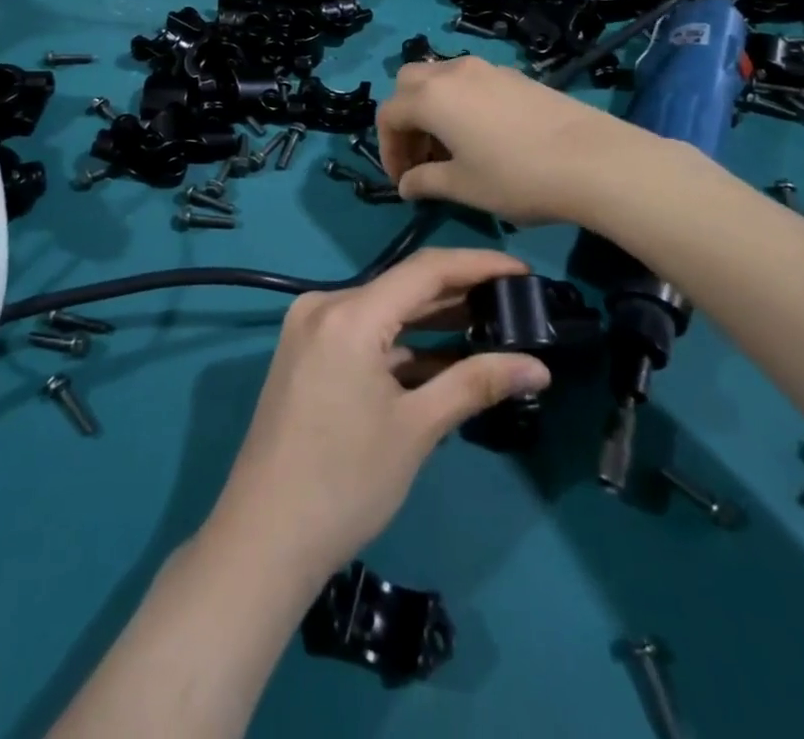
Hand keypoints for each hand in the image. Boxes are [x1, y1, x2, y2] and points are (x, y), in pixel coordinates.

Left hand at [204, 249, 551, 581]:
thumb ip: (476, 384)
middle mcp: (325, 304)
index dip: (478, 265)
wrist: (265, 538)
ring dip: (433, 320)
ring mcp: (312, 327)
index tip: (523, 271)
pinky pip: (365, 333)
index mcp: (349, 313)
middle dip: (460, 293)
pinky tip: (445, 359)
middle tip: (515, 303)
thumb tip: (539, 367)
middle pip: (404, 286)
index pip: (426, 270)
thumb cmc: (346, 482)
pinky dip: (403, 344)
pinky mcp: (308, 351)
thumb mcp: (417, 429)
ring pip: (385, 310)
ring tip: (491, 326)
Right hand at [377, 57, 639, 225]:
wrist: (593, 160)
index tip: (403, 180)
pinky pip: (471, 82)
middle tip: (421, 156)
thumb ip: (425, 182)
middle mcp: (453, 73)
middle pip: (409, 83)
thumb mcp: (463, 187)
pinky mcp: (515, 75)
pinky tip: (484, 137)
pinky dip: (461, 103)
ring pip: (442, 78)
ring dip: (433, 108)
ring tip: (451, 149)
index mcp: (432, 97)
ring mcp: (487, 69)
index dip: (388, 149)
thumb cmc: (516, 177)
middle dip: (406, 118)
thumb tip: (406, 184)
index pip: (389, 114)